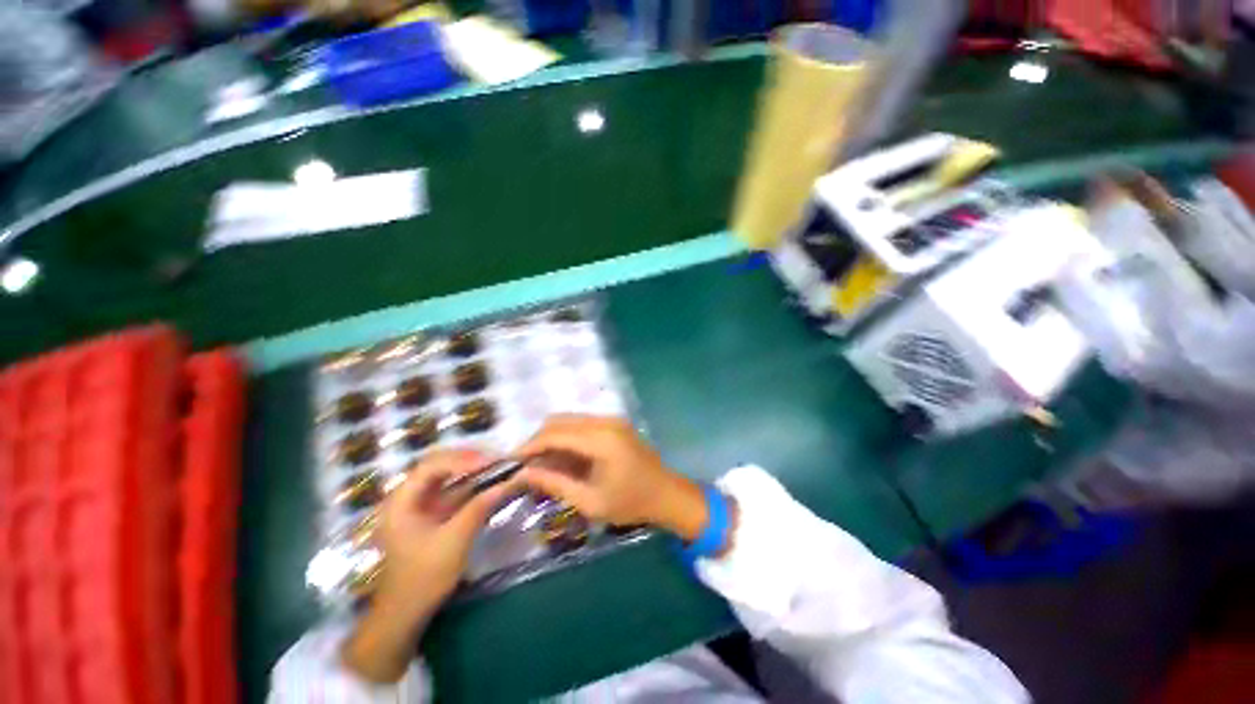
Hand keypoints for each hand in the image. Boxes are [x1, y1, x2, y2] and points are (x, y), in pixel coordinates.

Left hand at [344, 449, 508, 682]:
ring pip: (447, 476)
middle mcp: (407, 497)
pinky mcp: (431, 515)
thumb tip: (508, 482)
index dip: (461, 460)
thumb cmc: (424, 577)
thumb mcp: (455, 540)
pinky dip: (471, 485)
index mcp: (401, 501)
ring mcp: (419, 505)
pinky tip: (489, 483)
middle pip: (438, 465)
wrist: (406, 614)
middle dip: (468, 460)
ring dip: (472, 470)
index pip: (431, 466)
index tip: (490, 462)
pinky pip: (452, 491)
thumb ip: (479, 507)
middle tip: (495, 460)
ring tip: (496, 466)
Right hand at [515, 415, 710, 542]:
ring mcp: (612, 419)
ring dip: (552, 437)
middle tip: (525, 464)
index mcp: (601, 440)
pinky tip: (563, 457)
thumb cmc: (630, 503)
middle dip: (538, 440)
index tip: (511, 462)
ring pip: (569, 420)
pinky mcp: (614, 423)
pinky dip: (567, 437)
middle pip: (559, 421)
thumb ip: (556, 484)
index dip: (530, 446)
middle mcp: (605, 422)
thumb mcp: (590, 501)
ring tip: (541, 463)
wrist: (666, 493)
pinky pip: (582, 424)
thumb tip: (525, 473)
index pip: (555, 433)